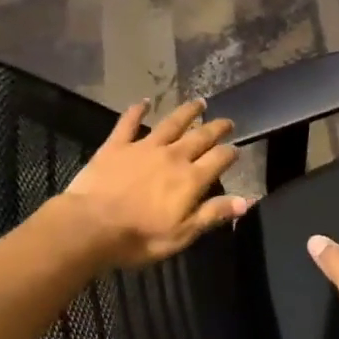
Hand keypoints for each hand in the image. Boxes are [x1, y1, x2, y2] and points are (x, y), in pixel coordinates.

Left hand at [60, 100, 249, 268]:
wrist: (91, 226)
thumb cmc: (139, 237)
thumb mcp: (182, 234)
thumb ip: (213, 213)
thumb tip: (247, 200)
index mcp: (191, 178)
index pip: (219, 159)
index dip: (230, 153)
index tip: (236, 150)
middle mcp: (172, 156)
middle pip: (200, 136)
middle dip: (216, 128)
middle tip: (226, 121)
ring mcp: (144, 147)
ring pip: (171, 123)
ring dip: (187, 112)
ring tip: (199, 102)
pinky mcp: (117, 145)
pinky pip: (129, 122)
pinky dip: (137, 110)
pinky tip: (144, 102)